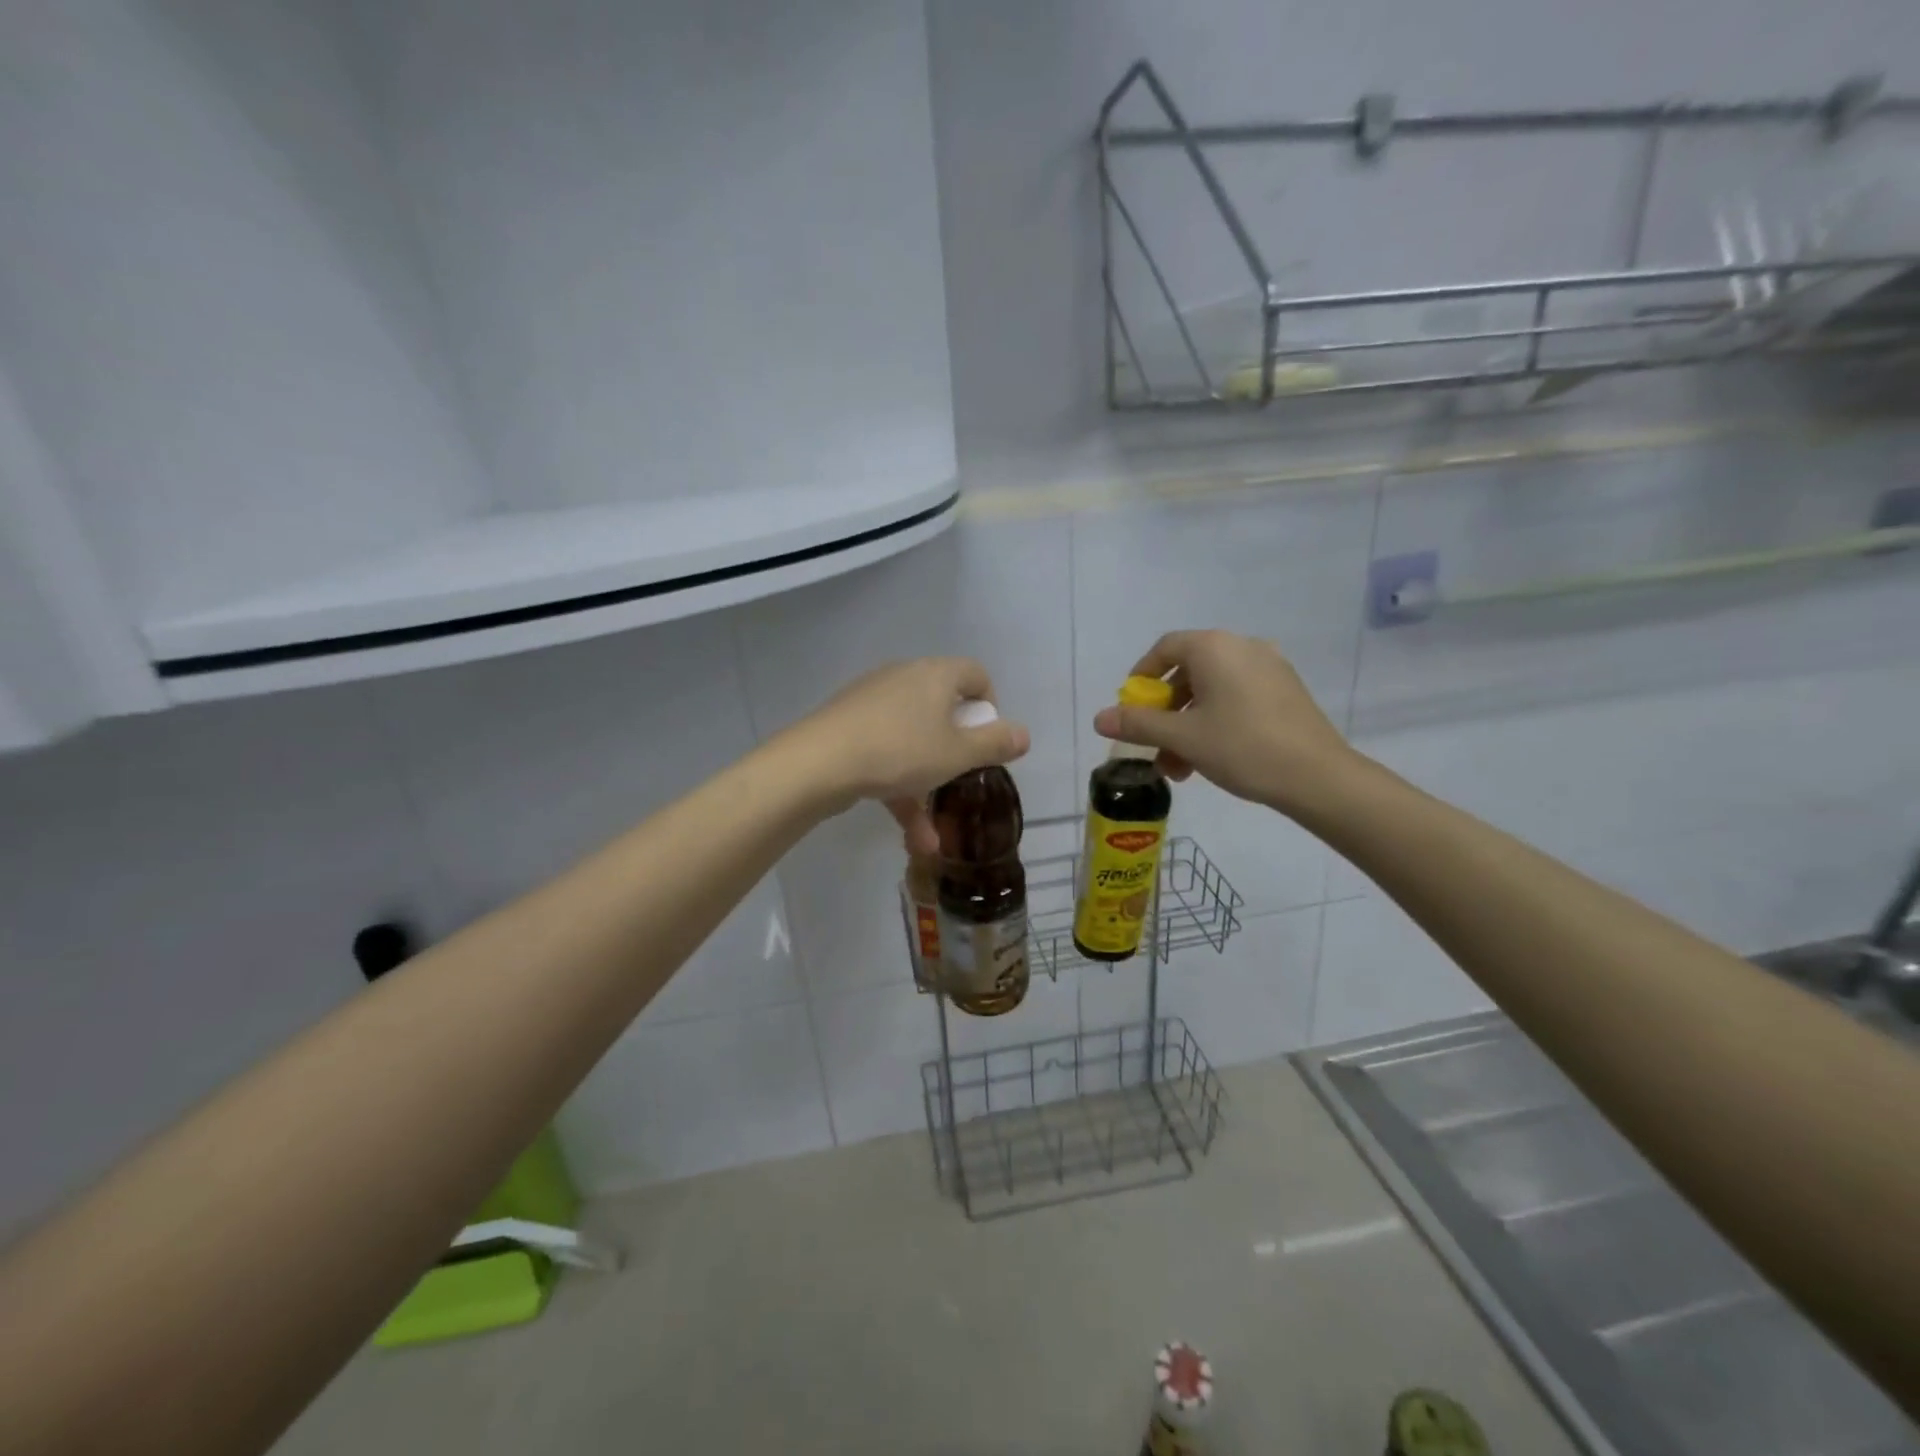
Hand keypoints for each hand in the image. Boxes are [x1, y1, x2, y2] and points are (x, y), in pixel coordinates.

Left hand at [787, 658, 1029, 851]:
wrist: (818, 763)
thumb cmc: (901, 751)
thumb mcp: (957, 754)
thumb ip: (995, 744)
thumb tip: (1024, 734)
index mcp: (935, 675)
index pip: (975, 674)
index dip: (990, 706)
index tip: (988, 740)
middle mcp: (904, 678)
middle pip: (942, 708)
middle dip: (955, 751)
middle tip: (962, 776)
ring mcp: (871, 703)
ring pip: (911, 741)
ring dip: (925, 785)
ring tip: (932, 836)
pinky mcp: (847, 727)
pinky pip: (884, 754)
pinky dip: (897, 788)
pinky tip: (908, 836)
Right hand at [1092, 630, 1357, 817]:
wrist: (1318, 776)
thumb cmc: (1242, 747)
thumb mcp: (1183, 737)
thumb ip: (1138, 724)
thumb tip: (1099, 718)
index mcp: (1215, 647)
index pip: (1165, 648)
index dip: (1141, 677)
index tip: (1130, 707)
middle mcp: (1243, 647)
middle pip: (1188, 672)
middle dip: (1164, 712)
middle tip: (1153, 746)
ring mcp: (1269, 667)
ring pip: (1212, 690)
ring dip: (1187, 725)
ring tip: (1179, 767)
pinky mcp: (1286, 691)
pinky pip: (1237, 697)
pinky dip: (1215, 721)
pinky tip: (1210, 758)